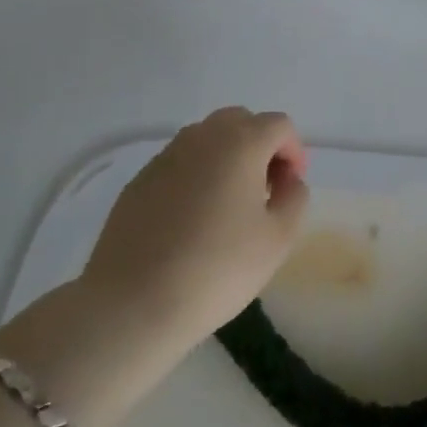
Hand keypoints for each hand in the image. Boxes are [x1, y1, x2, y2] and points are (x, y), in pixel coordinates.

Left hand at [83, 108, 310, 346]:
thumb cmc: (217, 269)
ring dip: (226, 158)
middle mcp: (202, 137)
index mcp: (241, 143)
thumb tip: (287, 179)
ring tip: (227, 204)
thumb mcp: (278, 238)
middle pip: (241, 121)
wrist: (132, 304)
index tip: (291, 187)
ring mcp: (166, 156)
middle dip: (259, 146)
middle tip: (264, 189)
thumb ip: (294, 197)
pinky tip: (191, 219)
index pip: (279, 125)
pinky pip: (179, 163)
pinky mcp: (139, 180)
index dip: (293, 151)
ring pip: (207, 139)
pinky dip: (195, 176)